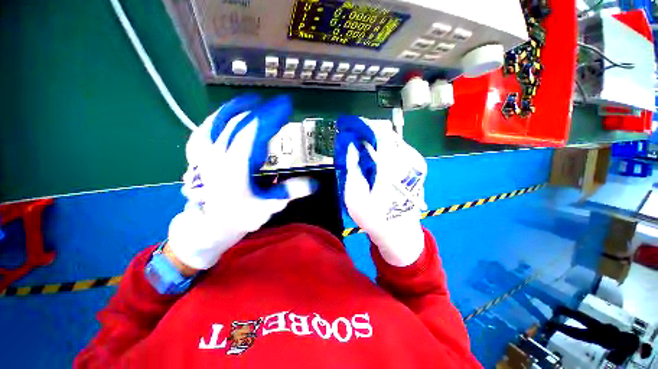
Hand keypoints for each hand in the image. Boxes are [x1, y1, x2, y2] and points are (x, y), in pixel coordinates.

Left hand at [167, 94, 315, 269]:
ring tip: (254, 101)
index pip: (255, 131)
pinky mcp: (198, 154)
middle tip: (279, 105)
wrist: (208, 225)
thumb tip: (315, 184)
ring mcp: (204, 152)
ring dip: (239, 107)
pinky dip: (217, 117)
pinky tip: (225, 114)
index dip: (271, 115)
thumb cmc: (239, 216)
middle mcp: (218, 153)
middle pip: (240, 122)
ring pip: (219, 120)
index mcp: (236, 165)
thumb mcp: (269, 206)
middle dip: (262, 110)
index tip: (286, 105)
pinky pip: (205, 128)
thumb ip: (290, 192)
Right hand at [335, 116, 426, 266]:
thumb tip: (352, 146)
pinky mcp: (418, 166)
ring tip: (364, 153)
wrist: (400, 232)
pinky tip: (378, 161)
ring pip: (394, 139)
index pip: (381, 132)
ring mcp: (416, 162)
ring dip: (377, 142)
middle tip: (355, 142)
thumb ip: (352, 168)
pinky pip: (399, 149)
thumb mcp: (355, 197)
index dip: (364, 126)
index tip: (351, 128)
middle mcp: (408, 160)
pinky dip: (386, 149)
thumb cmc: (375, 217)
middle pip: (388, 133)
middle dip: (369, 134)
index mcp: (392, 167)